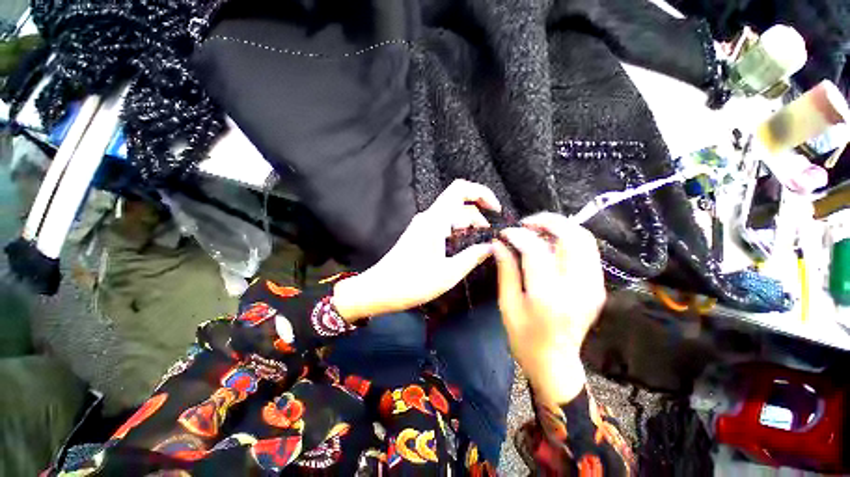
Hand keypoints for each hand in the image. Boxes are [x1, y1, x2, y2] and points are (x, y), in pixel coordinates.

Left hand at [334, 179, 500, 319]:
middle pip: (459, 203)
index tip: (497, 211)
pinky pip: (443, 224)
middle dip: (478, 215)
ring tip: (479, 244)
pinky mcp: (420, 234)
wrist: (379, 289)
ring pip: (451, 215)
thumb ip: (473, 256)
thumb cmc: (413, 282)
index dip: (482, 193)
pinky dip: (457, 231)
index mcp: (436, 220)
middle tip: (490, 237)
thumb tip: (492, 246)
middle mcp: (429, 217)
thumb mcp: (448, 273)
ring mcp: (423, 225)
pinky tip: (463, 246)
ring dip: (468, 225)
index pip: (461, 190)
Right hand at [493, 212, 605, 403]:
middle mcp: (577, 288)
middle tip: (526, 223)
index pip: (536, 250)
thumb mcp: (507, 304)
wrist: (555, 363)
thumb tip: (499, 243)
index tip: (505, 233)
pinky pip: (588, 251)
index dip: (519, 235)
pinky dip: (570, 239)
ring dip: (561, 227)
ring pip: (585, 240)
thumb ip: (506, 270)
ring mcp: (593, 287)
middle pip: (572, 237)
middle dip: (548, 221)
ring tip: (537, 229)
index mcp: (548, 296)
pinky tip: (551, 243)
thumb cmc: (524, 337)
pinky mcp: (597, 287)